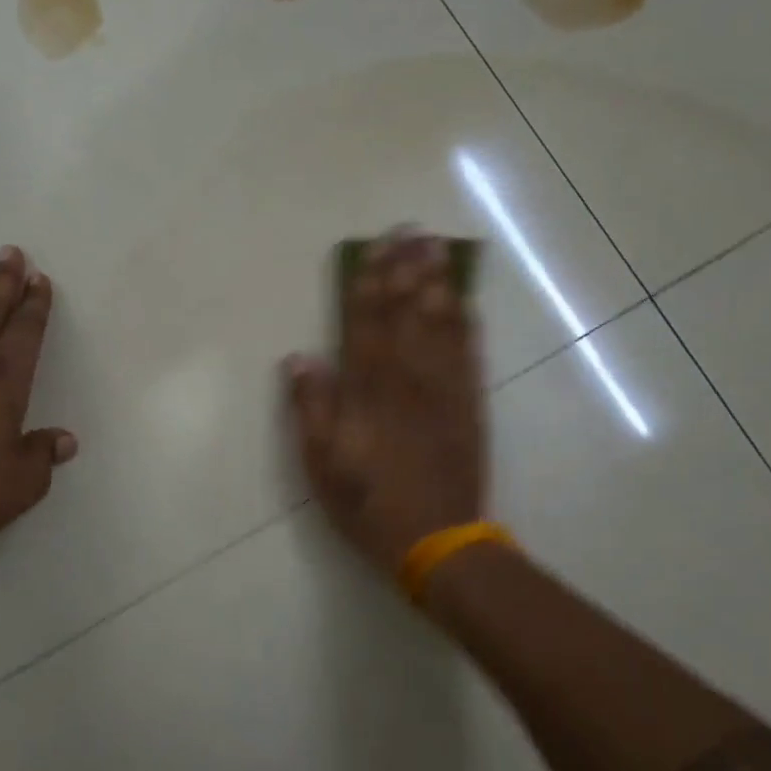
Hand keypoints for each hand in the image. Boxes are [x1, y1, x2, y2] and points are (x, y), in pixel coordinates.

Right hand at [285, 231, 486, 578]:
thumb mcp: (321, 463)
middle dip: (406, 268)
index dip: (368, 283)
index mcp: (368, 390)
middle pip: (407, 312)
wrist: (437, 540)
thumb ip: (311, 407)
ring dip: (438, 283)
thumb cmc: (368, 503)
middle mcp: (408, 378)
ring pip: (441, 324)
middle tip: (411, 230)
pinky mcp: (469, 405)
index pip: (366, 323)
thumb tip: (300, 357)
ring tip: (437, 249)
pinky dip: (466, 323)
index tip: (373, 248)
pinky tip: (465, 301)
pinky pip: (469, 353)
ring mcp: (444, 389)